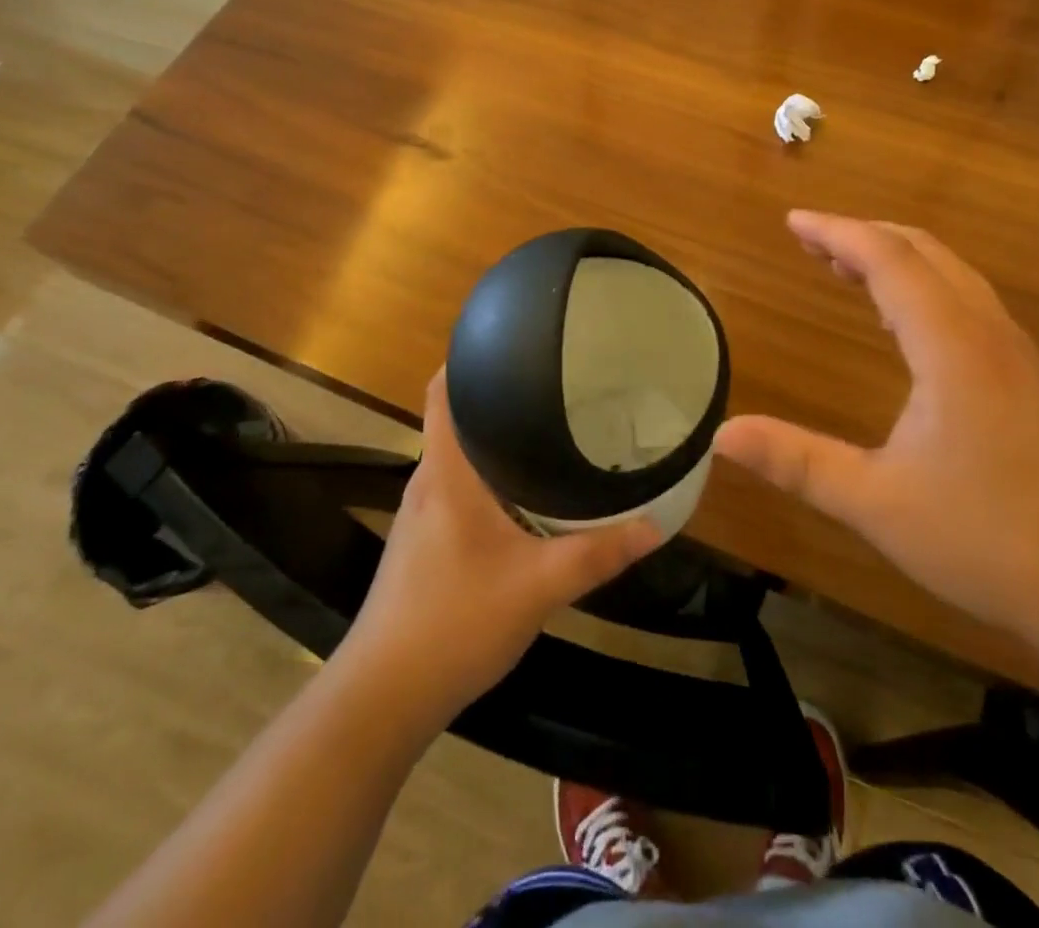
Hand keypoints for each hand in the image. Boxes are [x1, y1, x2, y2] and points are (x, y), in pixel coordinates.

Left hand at [344, 371, 662, 723]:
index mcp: (447, 473)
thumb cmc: (454, 622)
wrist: (383, 697)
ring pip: (461, 457)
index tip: (512, 341)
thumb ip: (597, 555)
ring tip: (548, 430)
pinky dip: (490, 477)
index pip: (443, 392)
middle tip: (555, 385)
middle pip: (458, 419)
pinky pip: (460, 488)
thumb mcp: (537, 587)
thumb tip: (655, 526)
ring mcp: (422, 515)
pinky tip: (525, 495)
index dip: (467, 358)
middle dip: (499, 398)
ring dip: (496, 441)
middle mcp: (429, 482)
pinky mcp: (424, 543)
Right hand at [716, 212, 1038, 643]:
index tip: (793, 222)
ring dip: (897, 260)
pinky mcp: (1032, 381)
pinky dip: (925, 288)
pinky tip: (907, 326)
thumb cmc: (991, 541)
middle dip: (864, 236)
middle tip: (812, 240)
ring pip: (952, 275)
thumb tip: (722, 434)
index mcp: (951, 345)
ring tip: (848, 269)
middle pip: (924, 252)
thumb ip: (797, 463)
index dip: (837, 233)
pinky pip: (968, 303)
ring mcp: (1018, 355)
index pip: (888, 260)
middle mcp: (988, 333)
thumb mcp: (877, 504)